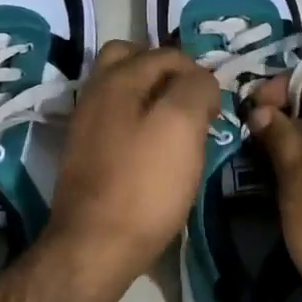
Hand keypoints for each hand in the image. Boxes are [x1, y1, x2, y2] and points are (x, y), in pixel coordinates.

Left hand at [44, 41, 221, 287]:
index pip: (167, 54)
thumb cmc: (143, 184)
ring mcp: (86, 125)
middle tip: (191, 105)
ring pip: (125, 93)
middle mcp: (95, 93)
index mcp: (117, 78)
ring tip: (180, 131)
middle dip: (167, 75)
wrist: (95, 246)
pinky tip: (157, 152)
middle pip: (133, 62)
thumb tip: (200, 80)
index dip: (198, 75)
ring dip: (153, 100)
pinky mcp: (86, 155)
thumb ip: (195, 88)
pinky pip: (118, 122)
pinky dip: (140, 124)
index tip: (215, 110)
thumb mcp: (181, 125)